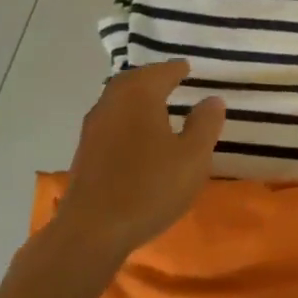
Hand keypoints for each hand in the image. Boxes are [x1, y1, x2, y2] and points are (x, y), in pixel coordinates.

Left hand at [56, 61, 223, 259]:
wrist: (93, 229)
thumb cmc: (150, 187)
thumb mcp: (193, 156)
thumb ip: (205, 124)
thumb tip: (212, 99)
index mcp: (139, 96)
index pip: (161, 72)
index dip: (176, 69)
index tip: (187, 68)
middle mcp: (112, 103)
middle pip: (133, 80)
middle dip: (152, 78)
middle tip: (170, 79)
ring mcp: (93, 127)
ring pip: (118, 100)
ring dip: (136, 98)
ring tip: (156, 105)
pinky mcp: (85, 152)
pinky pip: (110, 121)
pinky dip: (126, 117)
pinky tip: (137, 134)